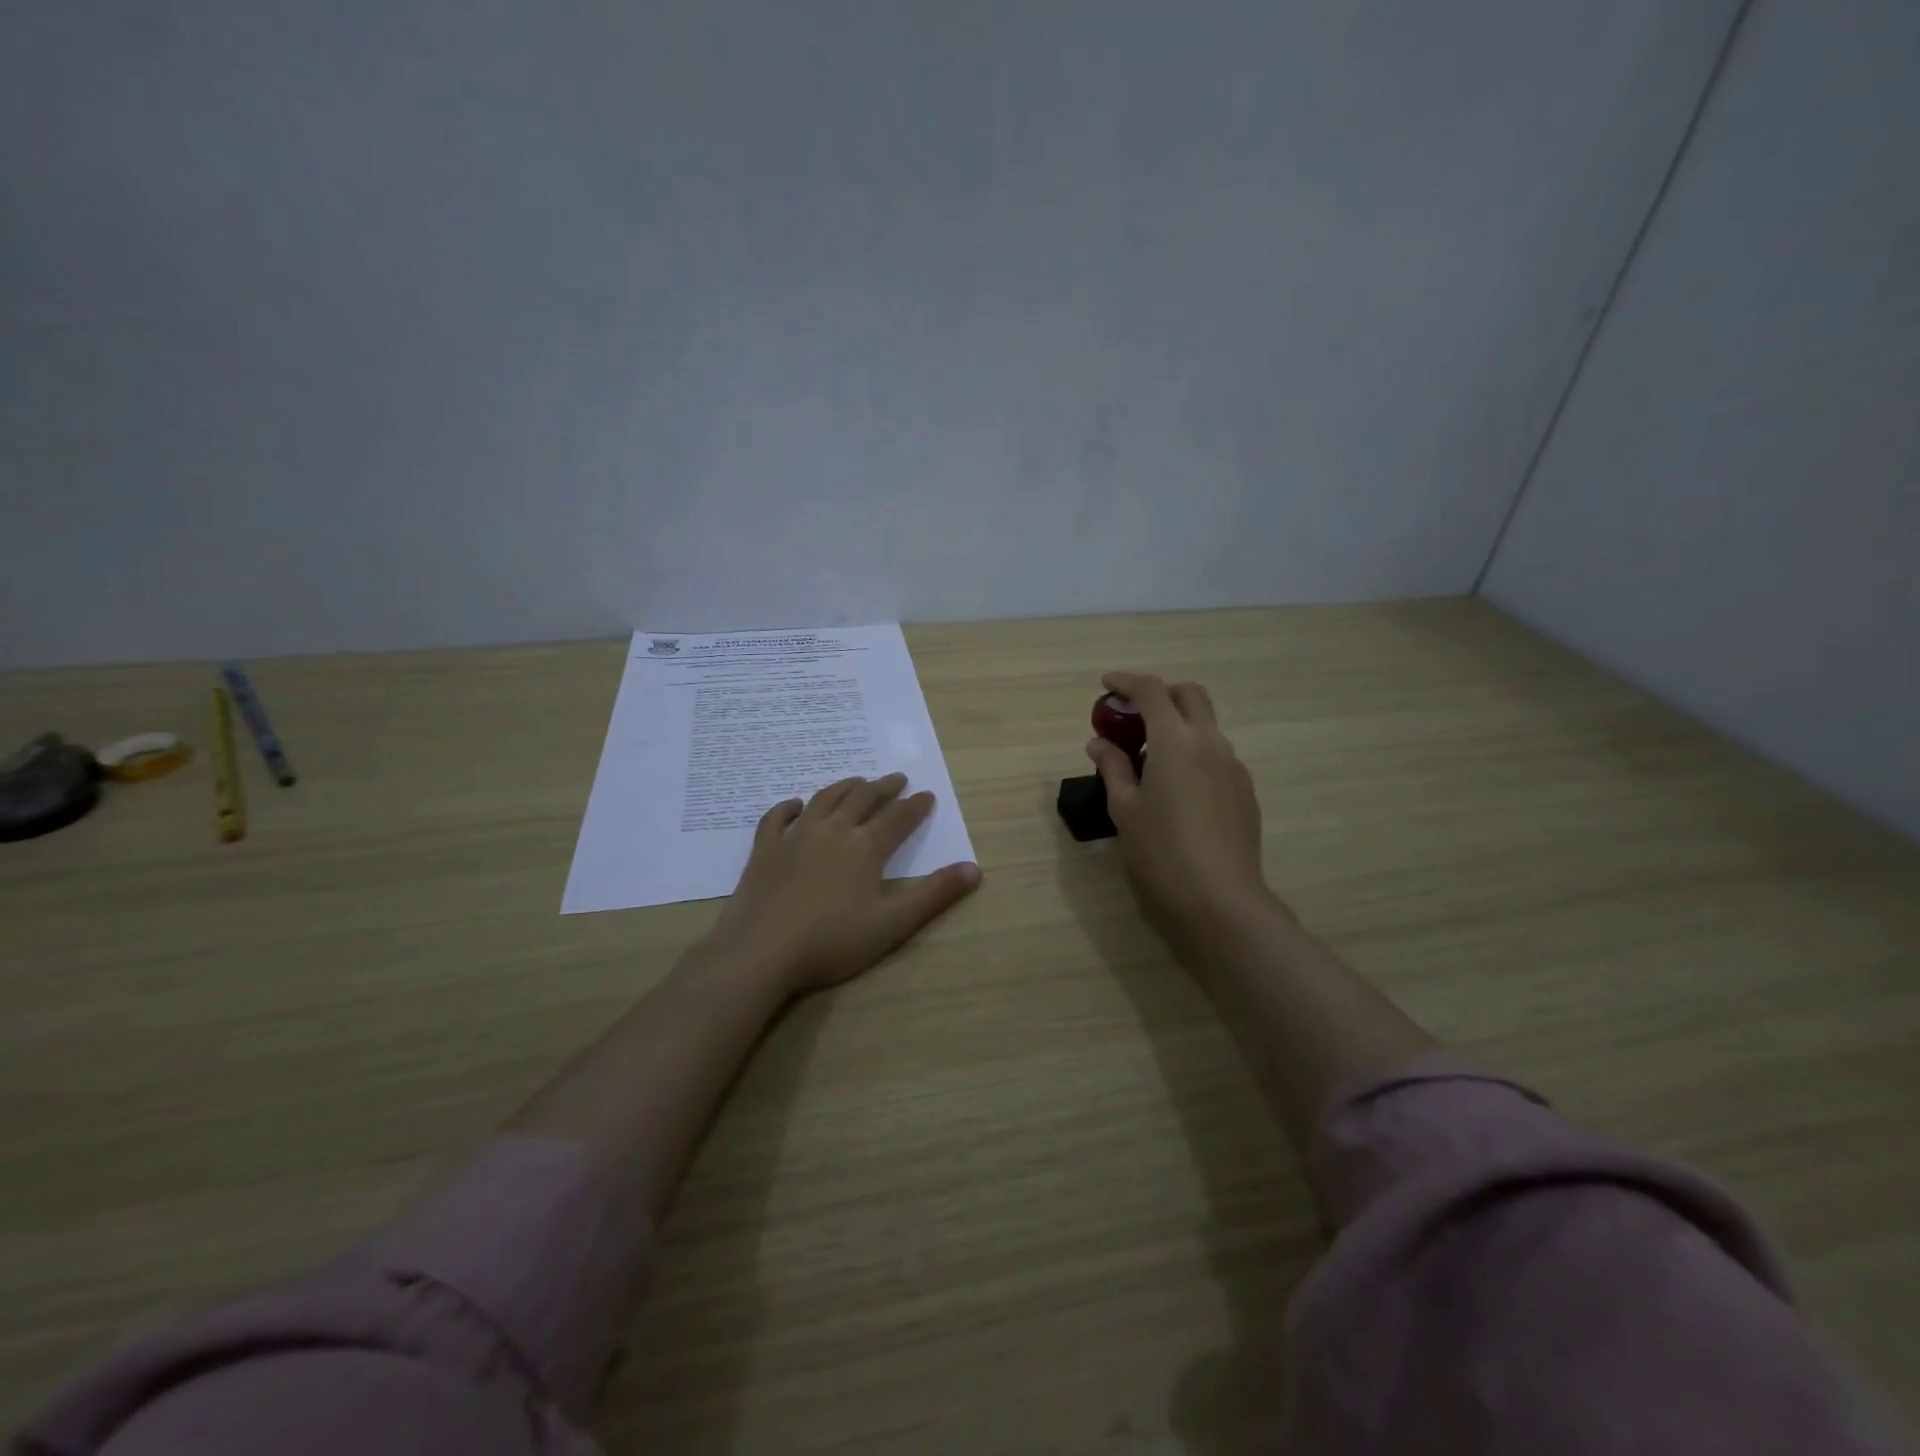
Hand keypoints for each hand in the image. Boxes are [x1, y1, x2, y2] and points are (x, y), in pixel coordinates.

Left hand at [704, 774, 981, 993]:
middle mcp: (833, 831)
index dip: (915, 806)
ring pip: (825, 799)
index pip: (898, 818)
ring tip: (857, 781)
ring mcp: (795, 836)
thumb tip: (975, 869)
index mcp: (865, 847)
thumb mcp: (893, 924)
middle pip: (863, 799)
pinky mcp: (765, 849)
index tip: (927, 795)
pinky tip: (795, 805)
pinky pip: (777, 817)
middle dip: (884, 787)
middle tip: (897, 779)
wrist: (761, 952)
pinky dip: (789, 807)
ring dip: (845, 787)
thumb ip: (934, 895)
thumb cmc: (832, 942)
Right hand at [1086, 672, 1273, 940]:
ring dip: (1178, 725)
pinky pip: (1217, 755)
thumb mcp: (1125, 808)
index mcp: (1175, 740)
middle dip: (1161, 694)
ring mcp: (1233, 765)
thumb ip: (1112, 767)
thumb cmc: (1160, 851)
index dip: (1126, 681)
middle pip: (1190, 695)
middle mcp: (1210, 742)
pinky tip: (1178, 787)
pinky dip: (1194, 752)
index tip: (1106, 684)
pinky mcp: (1245, 790)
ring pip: (1206, 725)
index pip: (1151, 691)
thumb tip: (1099, 743)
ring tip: (1150, 758)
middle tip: (1133, 716)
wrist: (1219, 897)